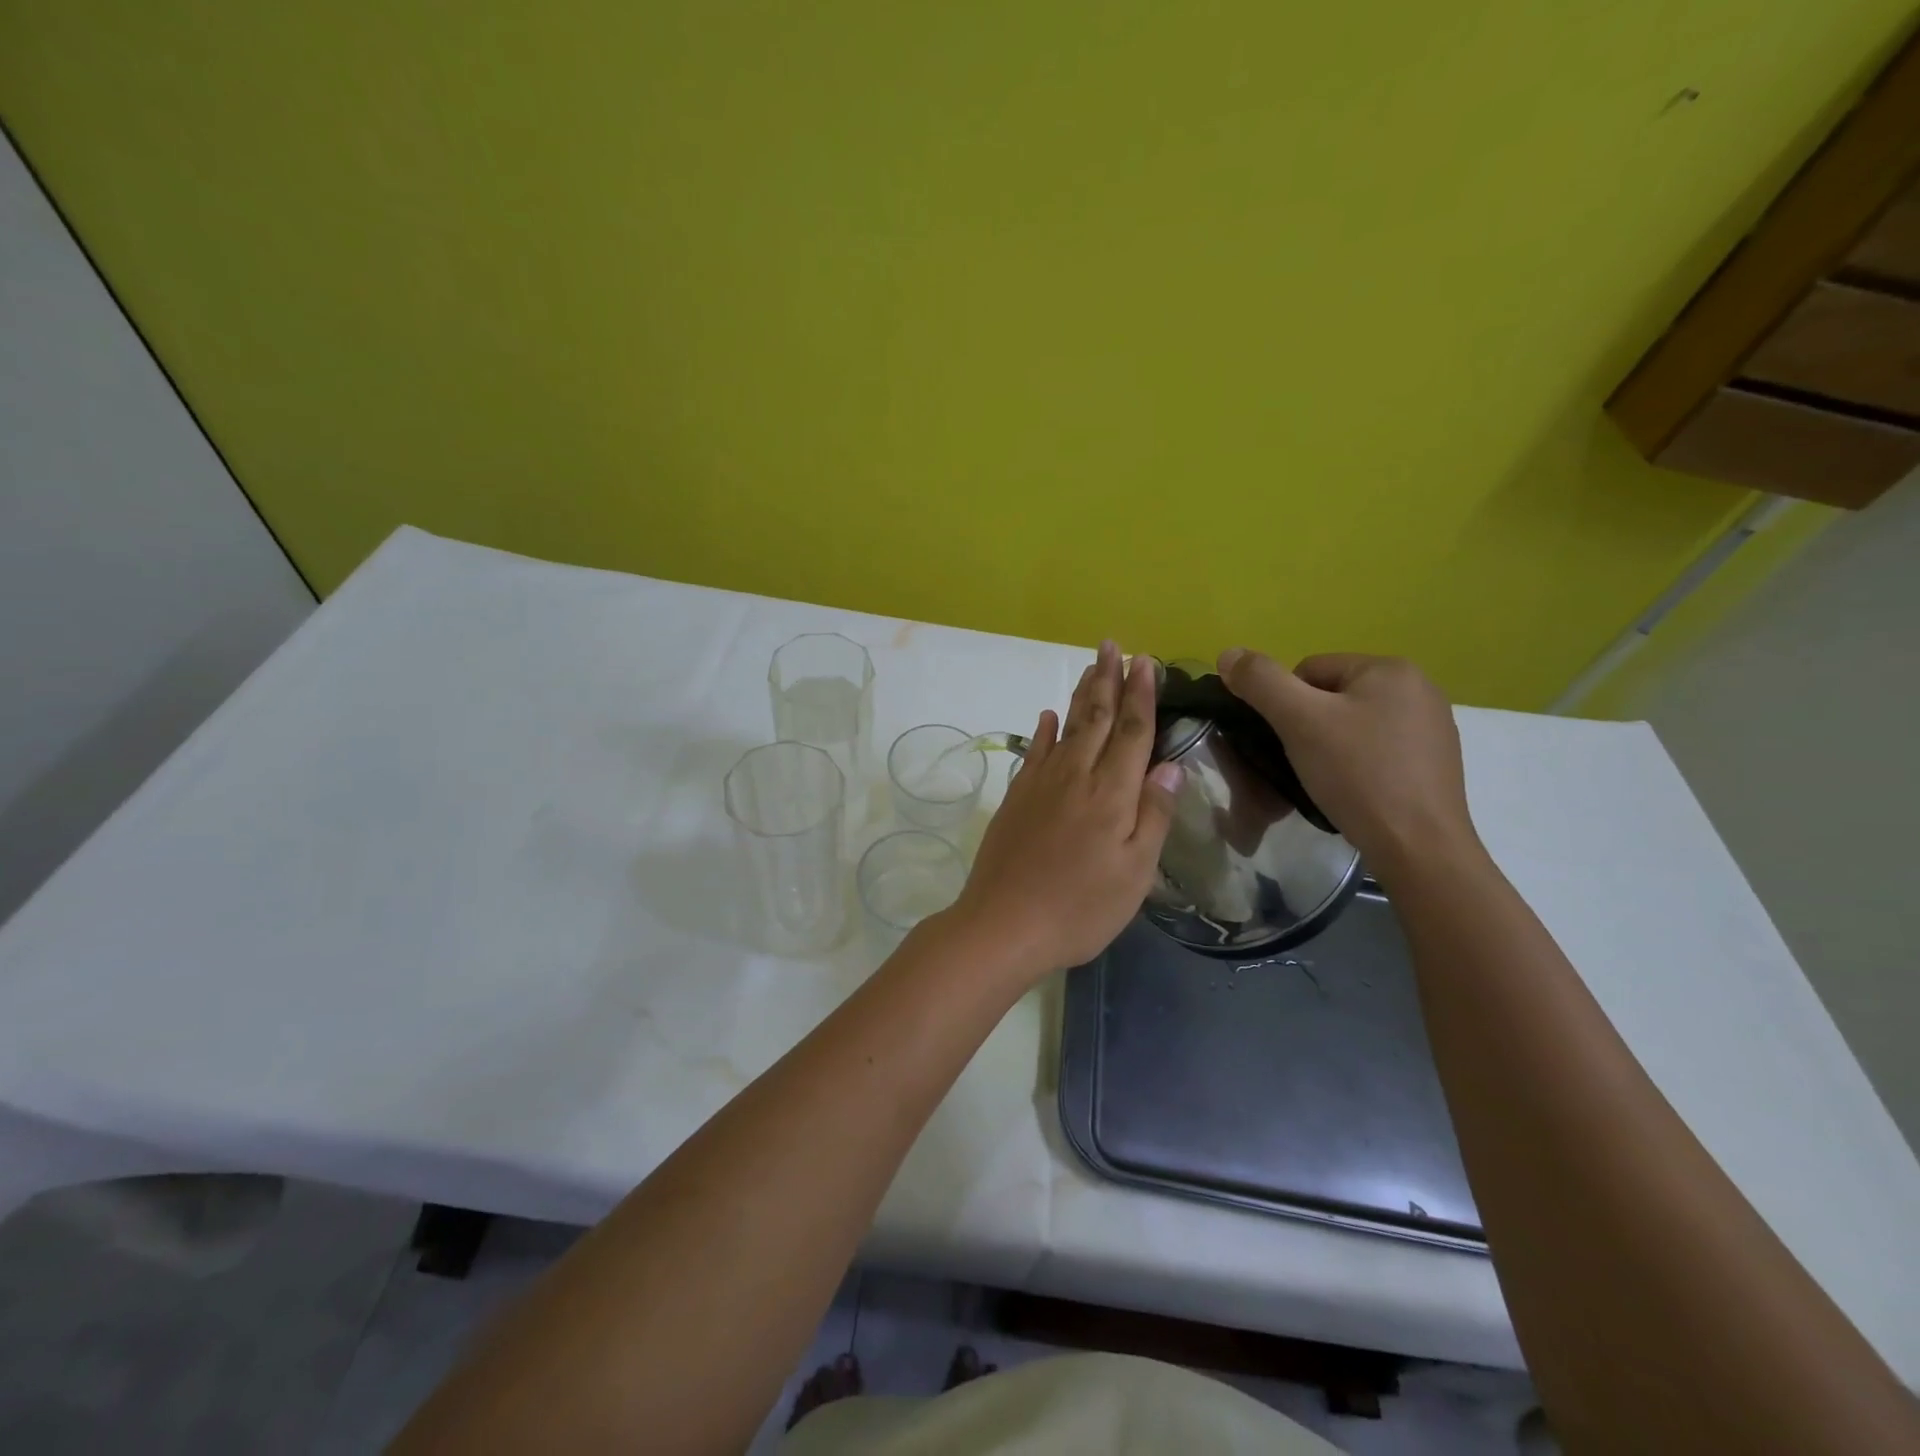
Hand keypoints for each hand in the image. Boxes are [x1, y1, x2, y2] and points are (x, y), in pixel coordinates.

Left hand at [947, 641, 1183, 979]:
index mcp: (1111, 793)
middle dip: (1108, 679)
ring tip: (1090, 667)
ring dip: (1080, 695)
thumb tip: (1170, 763)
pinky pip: (1033, 752)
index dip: (1141, 694)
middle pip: (1095, 717)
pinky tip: (1046, 716)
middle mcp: (1075, 776)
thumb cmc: (1080, 907)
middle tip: (1113, 645)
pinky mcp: (1015, 797)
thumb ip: (1153, 813)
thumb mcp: (1135, 872)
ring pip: (1065, 727)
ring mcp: (1040, 784)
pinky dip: (1042, 730)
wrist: (1004, 924)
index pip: (1131, 731)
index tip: (1146, 661)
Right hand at [1216, 648, 1479, 879]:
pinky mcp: (1434, 762)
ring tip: (1326, 780)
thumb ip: (1260, 681)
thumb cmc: (1358, 774)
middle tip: (1303, 763)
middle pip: (1332, 696)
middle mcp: (1419, 688)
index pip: (1309, 670)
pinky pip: (1377, 749)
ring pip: (1353, 725)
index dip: (1285, 706)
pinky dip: (1358, 765)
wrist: (1418, 847)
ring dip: (1330, 746)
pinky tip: (1354, 790)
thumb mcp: (1299, 721)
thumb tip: (1228, 653)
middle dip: (1309, 726)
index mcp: (1391, 668)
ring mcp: (1432, 727)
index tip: (1288, 741)